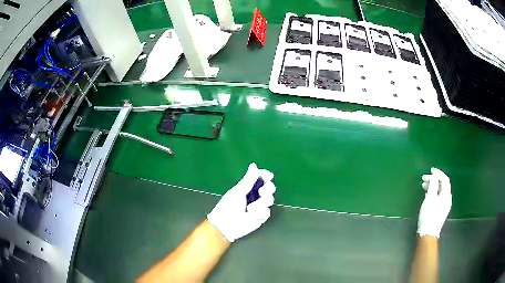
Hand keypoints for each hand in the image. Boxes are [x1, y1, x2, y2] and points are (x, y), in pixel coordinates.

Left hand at [207, 163, 275, 242]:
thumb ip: (248, 179)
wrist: (226, 225)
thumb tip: (253, 165)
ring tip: (249, 208)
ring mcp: (259, 206)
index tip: (268, 176)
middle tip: (261, 192)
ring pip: (270, 200)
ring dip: (260, 204)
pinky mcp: (261, 217)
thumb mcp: (238, 191)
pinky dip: (259, 213)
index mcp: (247, 187)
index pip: (260, 177)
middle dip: (267, 189)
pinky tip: (251, 215)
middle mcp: (255, 195)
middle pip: (269, 187)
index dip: (265, 175)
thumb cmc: (228, 206)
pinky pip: (267, 212)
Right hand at [417, 168, 451, 237]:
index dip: (438, 173)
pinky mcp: (440, 210)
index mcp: (446, 194)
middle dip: (434, 180)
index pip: (444, 179)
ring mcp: (444, 205)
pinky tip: (427, 195)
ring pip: (440, 191)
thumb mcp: (430, 198)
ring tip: (423, 186)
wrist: (428, 233)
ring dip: (432, 186)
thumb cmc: (429, 215)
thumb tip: (435, 175)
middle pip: (442, 185)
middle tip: (423, 179)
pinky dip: (433, 193)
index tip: (430, 170)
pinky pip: (438, 197)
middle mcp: (447, 198)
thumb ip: (433, 185)